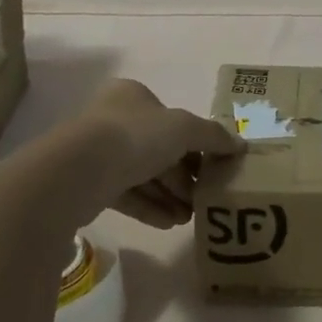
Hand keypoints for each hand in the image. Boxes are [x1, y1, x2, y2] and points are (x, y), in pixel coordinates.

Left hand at [77, 79, 243, 227]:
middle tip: (204, 197)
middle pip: (159, 150)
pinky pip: (127, 195)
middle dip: (183, 176)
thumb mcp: (185, 128)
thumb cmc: (137, 136)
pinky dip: (150, 208)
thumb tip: (240, 145)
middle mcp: (114, 120)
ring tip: (190, 217)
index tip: (213, 166)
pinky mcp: (90, 185)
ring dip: (169, 196)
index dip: (195, 143)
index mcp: (133, 97)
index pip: (171, 119)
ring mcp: (99, 153)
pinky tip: (170, 224)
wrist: (80, 170)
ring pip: (143, 175)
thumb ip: (214, 136)